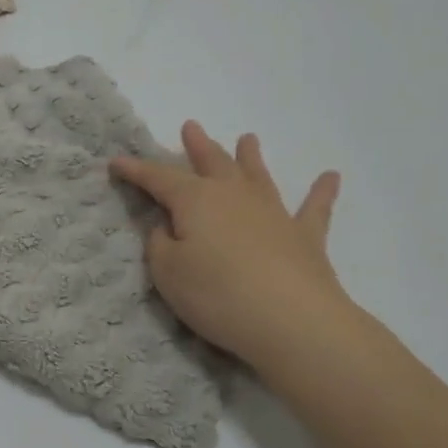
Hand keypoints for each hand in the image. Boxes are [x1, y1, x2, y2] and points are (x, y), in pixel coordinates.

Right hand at [111, 122, 349, 371]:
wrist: (292, 320)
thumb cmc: (218, 295)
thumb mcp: (168, 272)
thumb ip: (160, 245)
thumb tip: (167, 227)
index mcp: (196, 200)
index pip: (158, 179)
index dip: (135, 170)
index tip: (116, 162)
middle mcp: (234, 196)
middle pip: (212, 163)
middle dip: (198, 146)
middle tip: (191, 127)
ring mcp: (273, 213)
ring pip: (257, 175)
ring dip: (250, 156)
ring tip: (247, 138)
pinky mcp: (305, 237)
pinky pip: (314, 208)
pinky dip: (322, 192)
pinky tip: (331, 177)